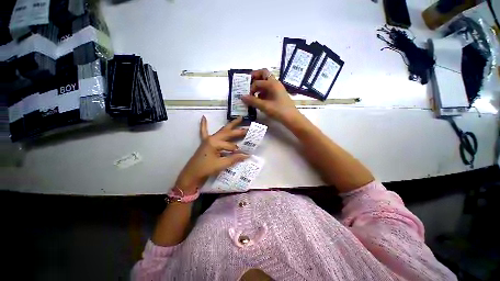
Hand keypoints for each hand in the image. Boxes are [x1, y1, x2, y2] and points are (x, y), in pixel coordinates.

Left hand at [175, 116, 248, 192]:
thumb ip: (234, 158)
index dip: (237, 151)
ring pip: (221, 130)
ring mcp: (208, 139)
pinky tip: (203, 117)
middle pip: (228, 133)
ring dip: (230, 125)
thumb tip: (247, 155)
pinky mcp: (205, 142)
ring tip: (239, 118)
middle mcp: (212, 138)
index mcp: (215, 143)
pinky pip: (203, 132)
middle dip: (239, 130)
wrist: (192, 174)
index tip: (244, 154)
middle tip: (248, 127)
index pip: (231, 146)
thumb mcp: (221, 164)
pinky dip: (204, 125)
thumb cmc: (206, 169)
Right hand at [241, 68, 299, 122]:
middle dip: (255, 77)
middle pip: (263, 74)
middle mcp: (275, 83)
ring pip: (266, 81)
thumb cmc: (279, 111)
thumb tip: (242, 97)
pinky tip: (258, 99)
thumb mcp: (264, 106)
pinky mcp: (277, 94)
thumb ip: (253, 101)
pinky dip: (262, 91)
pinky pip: (268, 89)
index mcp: (272, 84)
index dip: (250, 88)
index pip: (257, 82)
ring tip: (252, 94)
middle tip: (247, 83)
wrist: (291, 118)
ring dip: (258, 85)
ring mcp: (277, 88)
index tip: (247, 96)